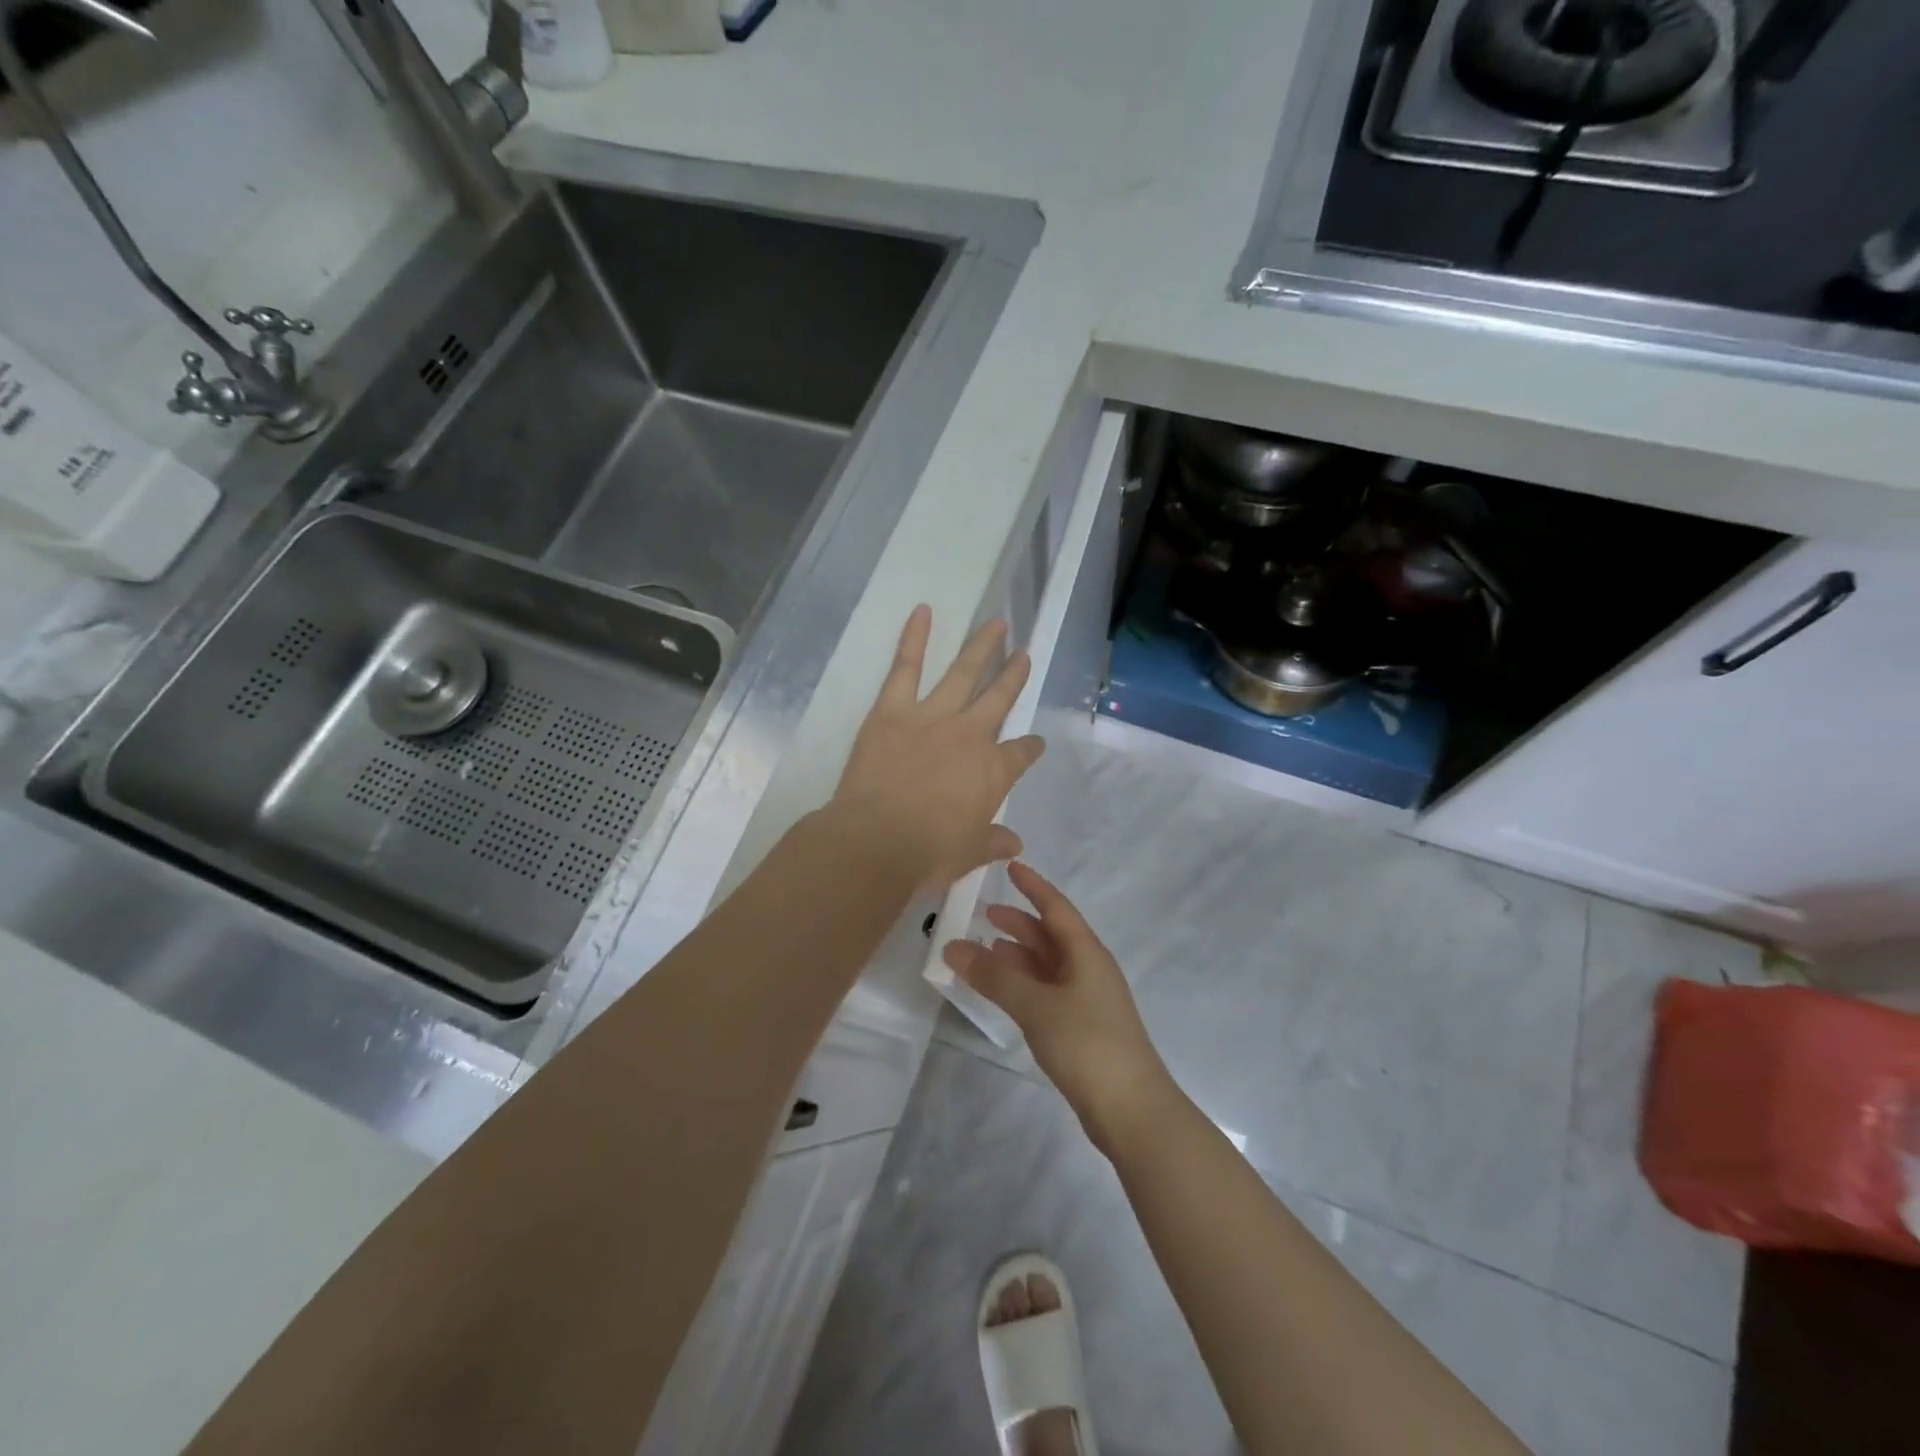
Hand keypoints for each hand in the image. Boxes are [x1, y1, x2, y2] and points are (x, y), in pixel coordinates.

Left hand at [827, 606, 1046, 889]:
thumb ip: (993, 843)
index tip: (1035, 743)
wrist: (876, 842)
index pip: (1021, 754)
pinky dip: (915, 637)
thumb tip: (1015, 844)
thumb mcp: (969, 854)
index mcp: (993, 772)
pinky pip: (906, 666)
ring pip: (964, 673)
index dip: (1030, 748)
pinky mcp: (893, 710)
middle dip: (1013, 676)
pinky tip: (923, 611)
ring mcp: (933, 716)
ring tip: (997, 624)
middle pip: (999, 699)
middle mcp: (970, 736)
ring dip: (982, 647)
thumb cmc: (928, 853)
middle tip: (1024, 654)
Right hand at [944, 862, 1176, 1153]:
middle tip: (985, 913)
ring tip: (987, 949)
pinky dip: (1024, 983)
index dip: (1033, 886)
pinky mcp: (1082, 1029)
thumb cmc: (1087, 1045)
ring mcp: (1088, 1001)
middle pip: (1052, 935)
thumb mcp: (1036, 1005)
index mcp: (1087, 953)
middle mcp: (1089, 970)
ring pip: (1048, 965)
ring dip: (1020, 955)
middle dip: (1020, 922)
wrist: (1132, 1111)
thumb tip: (953, 947)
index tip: (1010, 866)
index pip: (1056, 908)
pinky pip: (1047, 991)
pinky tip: (1006, 991)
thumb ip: (995, 976)